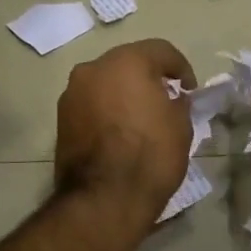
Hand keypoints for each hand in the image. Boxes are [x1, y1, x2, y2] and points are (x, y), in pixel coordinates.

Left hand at [54, 38, 196, 227]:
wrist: (104, 199)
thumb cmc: (150, 157)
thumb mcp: (181, 126)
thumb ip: (178, 103)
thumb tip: (172, 98)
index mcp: (127, 62)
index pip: (161, 51)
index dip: (181, 67)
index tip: (190, 90)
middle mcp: (93, 68)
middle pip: (127, 63)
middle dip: (147, 77)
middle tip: (165, 99)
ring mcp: (72, 93)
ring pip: (105, 82)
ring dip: (123, 92)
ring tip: (140, 117)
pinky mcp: (61, 118)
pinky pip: (91, 103)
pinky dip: (106, 109)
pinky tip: (119, 131)